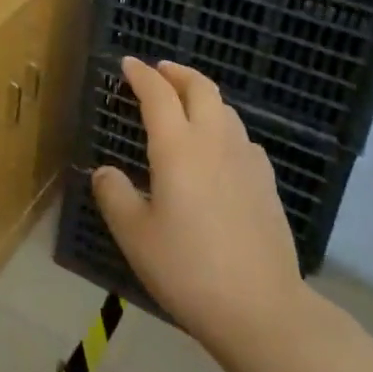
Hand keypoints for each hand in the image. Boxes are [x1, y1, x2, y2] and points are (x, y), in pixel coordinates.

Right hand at [92, 57, 305, 355]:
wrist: (260, 307)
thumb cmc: (187, 269)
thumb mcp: (135, 236)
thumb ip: (115, 196)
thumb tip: (105, 172)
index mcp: (178, 148)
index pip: (158, 95)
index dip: (141, 75)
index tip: (128, 64)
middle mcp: (214, 142)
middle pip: (201, 88)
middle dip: (177, 73)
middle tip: (159, 71)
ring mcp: (246, 160)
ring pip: (225, 109)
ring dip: (202, 96)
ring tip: (185, 104)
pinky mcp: (266, 182)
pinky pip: (242, 137)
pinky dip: (223, 126)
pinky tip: (218, 149)